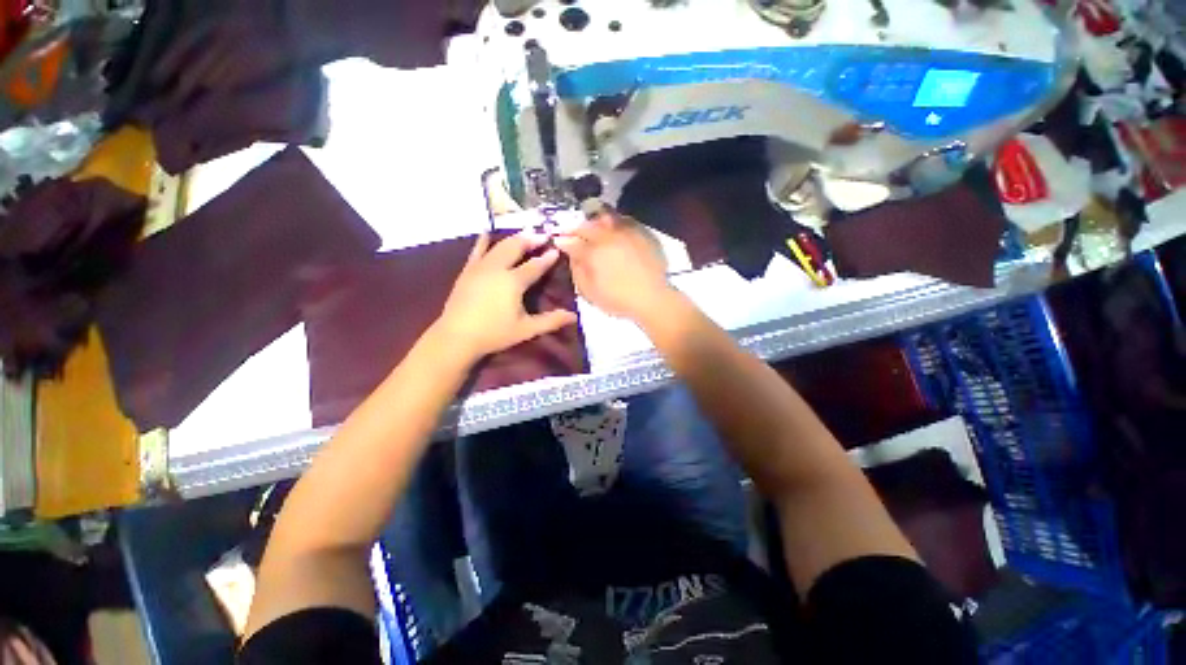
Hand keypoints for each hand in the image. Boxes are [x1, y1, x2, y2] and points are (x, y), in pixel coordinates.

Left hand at [432, 232, 578, 360]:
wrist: (457, 337)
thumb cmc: (494, 333)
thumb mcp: (526, 329)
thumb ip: (551, 321)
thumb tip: (574, 316)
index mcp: (513, 282)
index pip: (535, 266)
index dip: (547, 258)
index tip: (556, 250)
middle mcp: (497, 269)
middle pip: (516, 248)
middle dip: (530, 239)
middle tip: (542, 234)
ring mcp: (480, 267)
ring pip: (499, 246)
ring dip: (513, 238)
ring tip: (524, 233)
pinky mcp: (467, 271)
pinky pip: (477, 250)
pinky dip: (485, 241)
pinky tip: (488, 234)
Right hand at [554, 207, 672, 319]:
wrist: (652, 298)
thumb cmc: (617, 299)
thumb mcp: (589, 291)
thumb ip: (577, 270)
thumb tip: (571, 254)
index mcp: (592, 251)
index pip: (571, 241)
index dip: (563, 240)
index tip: (558, 240)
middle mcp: (607, 236)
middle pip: (587, 225)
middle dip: (577, 228)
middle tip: (573, 233)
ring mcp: (626, 232)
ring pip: (606, 218)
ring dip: (596, 221)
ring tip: (594, 227)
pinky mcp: (642, 234)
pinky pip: (625, 221)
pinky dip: (615, 223)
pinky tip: (615, 230)